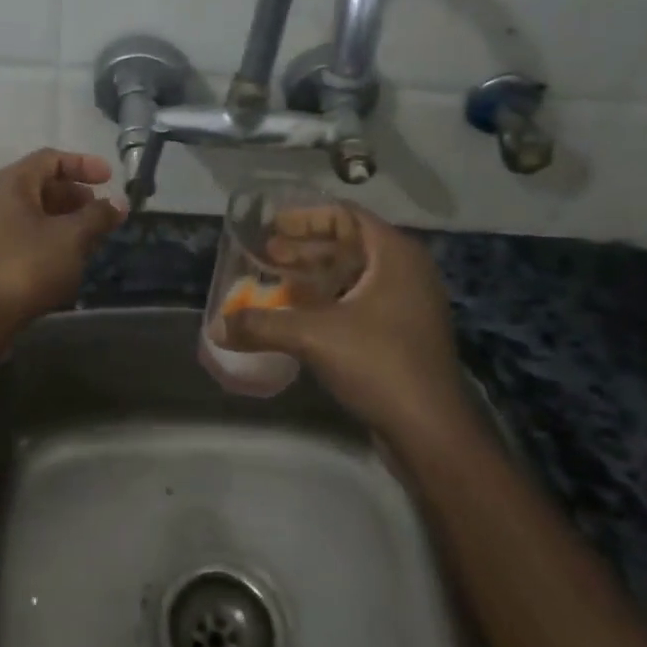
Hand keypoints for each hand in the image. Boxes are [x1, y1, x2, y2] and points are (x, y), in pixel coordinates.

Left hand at [0, 149, 125, 326]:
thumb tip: (118, 202)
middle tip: (101, 211)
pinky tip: (66, 260)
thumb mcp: (71, 238)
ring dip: (64, 219)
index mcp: (11, 183)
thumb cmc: (27, 266)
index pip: (50, 159)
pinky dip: (48, 238)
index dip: (83, 164)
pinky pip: (22, 235)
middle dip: (75, 195)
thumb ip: (97, 216)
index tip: (110, 178)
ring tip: (91, 238)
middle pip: (40, 185)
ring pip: (32, 213)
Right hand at [222, 204, 463, 432]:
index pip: (348, 216)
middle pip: (351, 244)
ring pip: (355, 276)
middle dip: (306, 248)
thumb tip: (215, 327)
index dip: (308, 217)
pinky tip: (300, 316)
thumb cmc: (378, 364)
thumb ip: (261, 325)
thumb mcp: (313, 337)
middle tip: (268, 254)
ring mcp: (409, 304)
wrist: (431, 430)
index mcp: (394, 255)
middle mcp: (406, 272)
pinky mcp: (404, 334)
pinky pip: (362, 301)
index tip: (274, 225)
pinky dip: (330, 300)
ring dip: (316, 275)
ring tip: (278, 282)